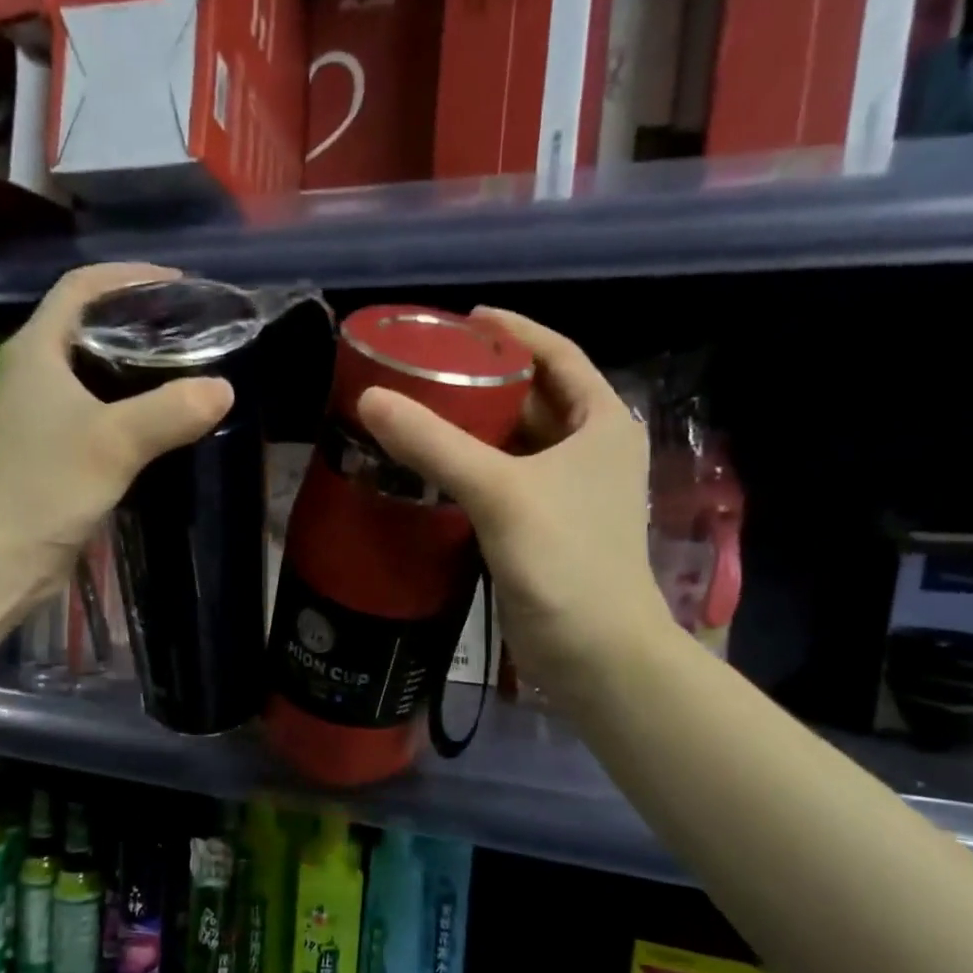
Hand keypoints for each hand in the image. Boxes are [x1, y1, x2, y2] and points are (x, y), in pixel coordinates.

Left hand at [0, 261, 233, 587]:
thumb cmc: (44, 486)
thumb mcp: (112, 443)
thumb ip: (170, 412)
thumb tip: (224, 388)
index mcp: (38, 350)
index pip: (82, 288)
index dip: (129, 277)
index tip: (180, 285)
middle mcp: (37, 373)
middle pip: (91, 326)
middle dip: (141, 320)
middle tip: (195, 329)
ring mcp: (43, 414)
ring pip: (97, 372)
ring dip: (139, 366)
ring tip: (190, 369)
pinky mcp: (56, 451)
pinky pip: (101, 412)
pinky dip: (134, 407)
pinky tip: (165, 421)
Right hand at [356, 307, 674, 707]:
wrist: (594, 653)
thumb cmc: (565, 560)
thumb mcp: (501, 491)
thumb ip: (436, 444)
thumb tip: (370, 399)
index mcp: (602, 422)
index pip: (557, 355)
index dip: (513, 331)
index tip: (462, 320)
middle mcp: (589, 450)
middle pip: (532, 398)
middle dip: (483, 379)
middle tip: (425, 367)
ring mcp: (566, 493)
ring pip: (513, 443)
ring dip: (472, 427)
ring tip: (417, 409)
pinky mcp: (540, 529)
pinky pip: (500, 482)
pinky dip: (469, 470)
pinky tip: (428, 467)